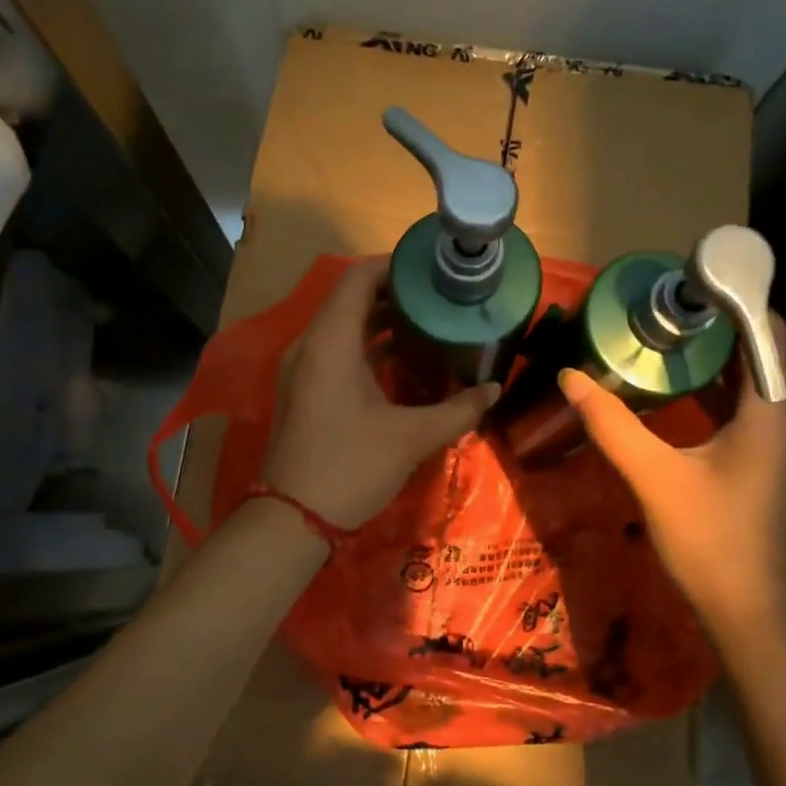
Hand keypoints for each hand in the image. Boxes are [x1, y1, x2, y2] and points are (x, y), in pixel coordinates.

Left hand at [262, 258, 498, 529]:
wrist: (291, 518)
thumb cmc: (351, 466)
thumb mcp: (412, 437)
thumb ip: (458, 410)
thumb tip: (494, 390)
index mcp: (331, 342)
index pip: (358, 278)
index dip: (394, 266)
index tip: (431, 270)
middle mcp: (309, 345)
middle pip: (350, 299)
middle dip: (394, 294)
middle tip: (438, 298)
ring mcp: (300, 369)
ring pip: (341, 327)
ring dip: (379, 322)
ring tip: (425, 323)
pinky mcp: (301, 391)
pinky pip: (333, 350)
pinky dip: (364, 346)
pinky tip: (398, 361)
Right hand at [558, 314, 785, 623]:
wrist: (752, 614)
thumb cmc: (709, 540)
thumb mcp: (653, 477)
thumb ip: (611, 424)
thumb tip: (569, 378)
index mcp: (773, 413)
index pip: (767, 332)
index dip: (734, 300)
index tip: (686, 286)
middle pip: (760, 353)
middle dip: (716, 327)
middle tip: (662, 310)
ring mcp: (783, 446)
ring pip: (754, 384)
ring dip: (716, 359)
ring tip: (665, 339)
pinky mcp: (771, 466)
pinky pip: (748, 411)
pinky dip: (718, 391)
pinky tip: (680, 393)